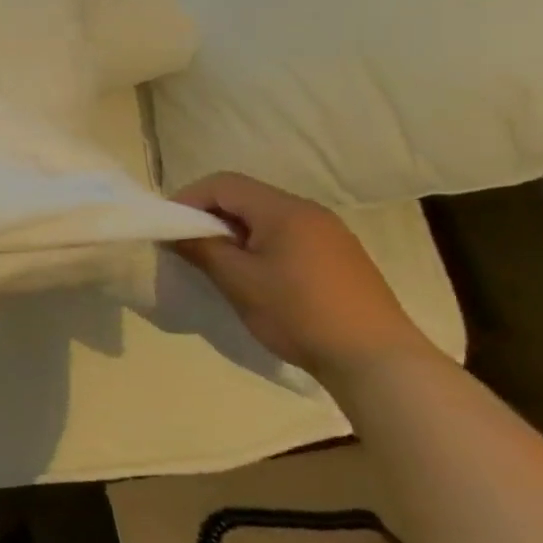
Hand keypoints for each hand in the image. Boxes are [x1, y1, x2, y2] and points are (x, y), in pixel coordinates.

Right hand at [168, 172, 437, 376]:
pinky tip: (253, 276)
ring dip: (233, 232)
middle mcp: (309, 212)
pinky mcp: (338, 257)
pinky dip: (258, 245)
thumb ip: (201, 248)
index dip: (188, 199)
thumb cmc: (298, 312)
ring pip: (265, 218)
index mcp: (284, 210)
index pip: (224, 184)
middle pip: (245, 197)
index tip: (168, 228)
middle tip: (186, 246)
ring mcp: (328, 234)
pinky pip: (286, 236)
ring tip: (216, 263)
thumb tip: (173, 233)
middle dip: (209, 215)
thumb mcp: (238, 280)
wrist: (374, 359)